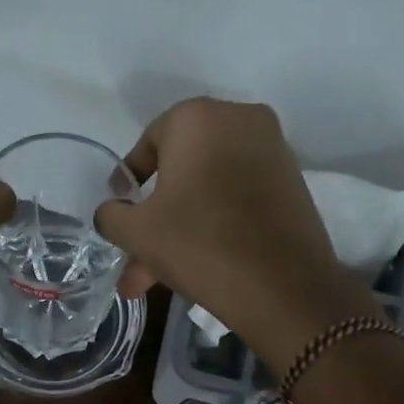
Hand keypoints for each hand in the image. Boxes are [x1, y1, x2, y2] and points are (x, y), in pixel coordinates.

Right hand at [93, 98, 379, 370]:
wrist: (283, 286)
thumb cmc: (199, 244)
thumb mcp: (137, 232)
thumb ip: (111, 215)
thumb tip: (112, 212)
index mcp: (197, 117)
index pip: (149, 141)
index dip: (129, 179)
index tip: (120, 208)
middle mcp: (239, 120)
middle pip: (180, 171)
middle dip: (153, 220)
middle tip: (134, 256)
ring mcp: (272, 152)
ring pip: (207, 192)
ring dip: (178, 232)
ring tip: (153, 280)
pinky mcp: (291, 185)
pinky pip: (236, 200)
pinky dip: (212, 226)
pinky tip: (192, 269)